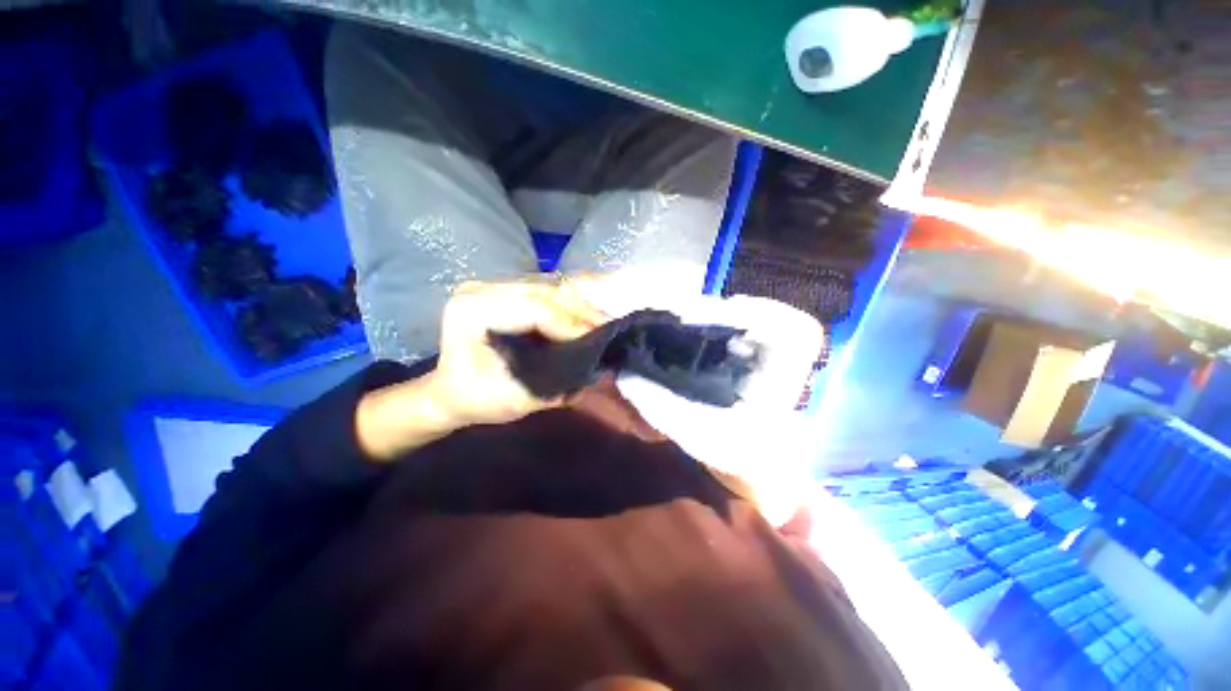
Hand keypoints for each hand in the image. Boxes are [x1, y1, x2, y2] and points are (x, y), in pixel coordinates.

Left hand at [356, 279, 606, 460]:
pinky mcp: (504, 289)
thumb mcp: (515, 399)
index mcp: (473, 312)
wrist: (450, 391)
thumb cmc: (476, 399)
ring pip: (550, 286)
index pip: (535, 308)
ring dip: (579, 305)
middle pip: (546, 292)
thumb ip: (556, 384)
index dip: (572, 324)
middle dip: (582, 312)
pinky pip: (546, 290)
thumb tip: (597, 367)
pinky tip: (586, 316)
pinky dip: (569, 303)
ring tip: (602, 323)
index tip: (600, 341)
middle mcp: (481, 288)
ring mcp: (492, 285)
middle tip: (609, 330)